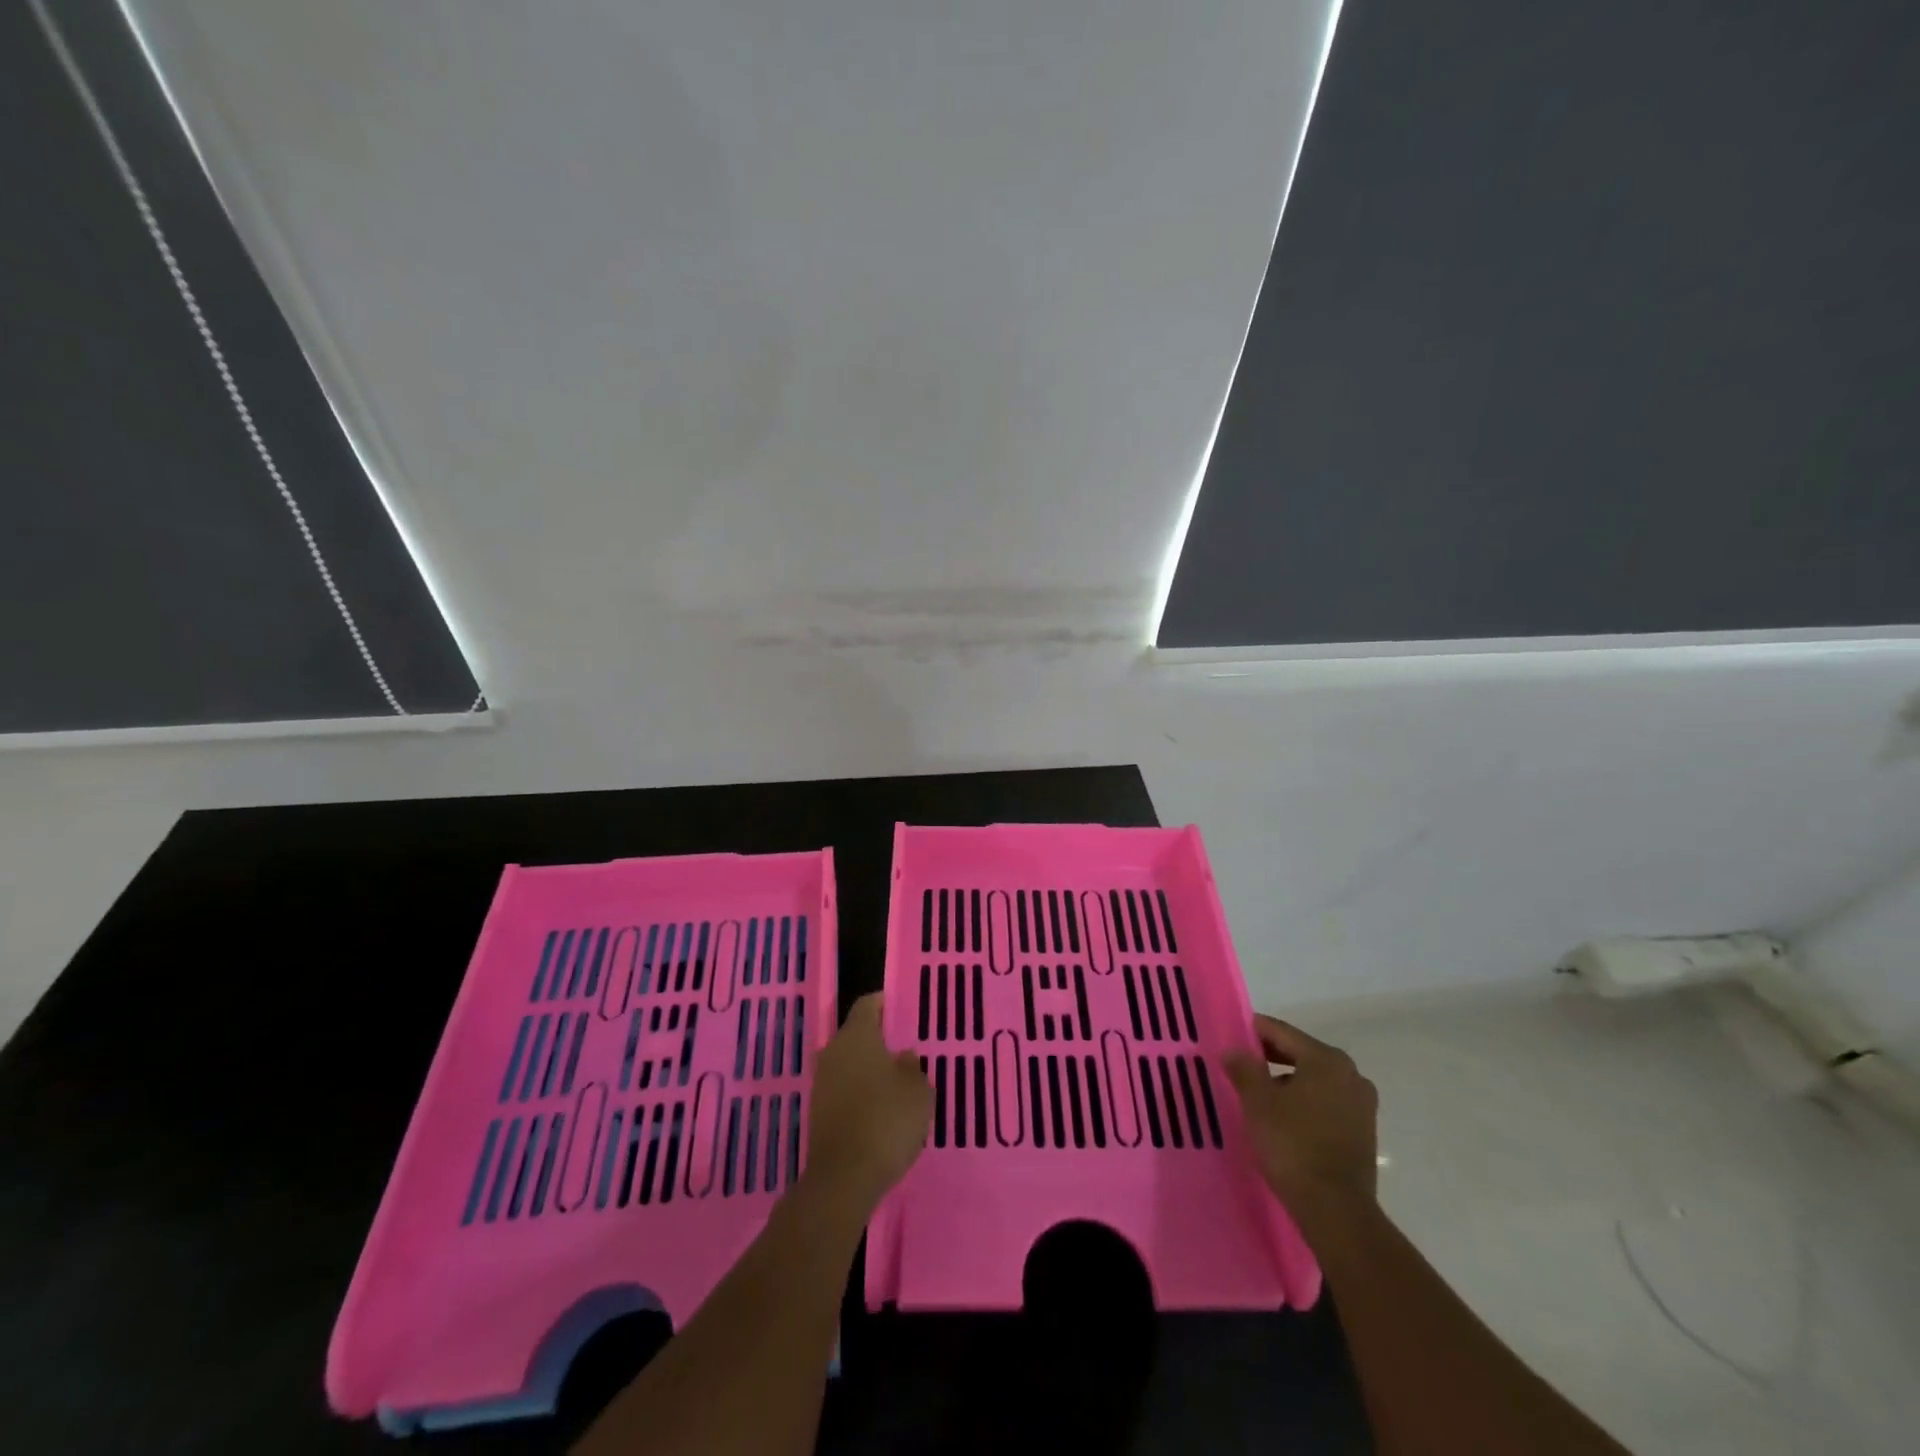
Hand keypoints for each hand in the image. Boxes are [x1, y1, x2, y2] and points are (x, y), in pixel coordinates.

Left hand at [802, 993, 930, 1214]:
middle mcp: (833, 1051)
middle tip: (903, 1050)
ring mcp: (821, 1082)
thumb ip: (912, 1067)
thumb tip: (902, 1056)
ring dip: (867, 1070)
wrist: (844, 1177)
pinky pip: (843, 1091)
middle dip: (877, 1040)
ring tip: (894, 1083)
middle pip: (856, 1035)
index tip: (899, 1008)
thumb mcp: (918, 1090)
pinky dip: (859, 1094)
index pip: (867, 1005)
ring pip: (848, 1064)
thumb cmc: (886, 1120)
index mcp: (856, 1035)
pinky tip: (879, 1110)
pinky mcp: (817, 1112)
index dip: (884, 1004)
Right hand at [1224, 1014, 1378, 1213]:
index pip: (1282, 1032)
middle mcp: (1351, 1075)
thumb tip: (1234, 1050)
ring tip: (1260, 1096)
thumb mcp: (1258, 1102)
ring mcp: (1362, 1105)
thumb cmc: (1293, 1145)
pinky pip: (1327, 1104)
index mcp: (1327, 1059)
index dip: (1254, 1031)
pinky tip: (1284, 1120)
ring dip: (1288, 1082)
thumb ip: (1244, 1069)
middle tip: (1241, 1066)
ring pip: (1315, 1080)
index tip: (1231, 1035)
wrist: (1336, 1210)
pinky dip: (1305, 1104)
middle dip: (1270, 1058)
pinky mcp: (1364, 1133)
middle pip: (1301, 1054)